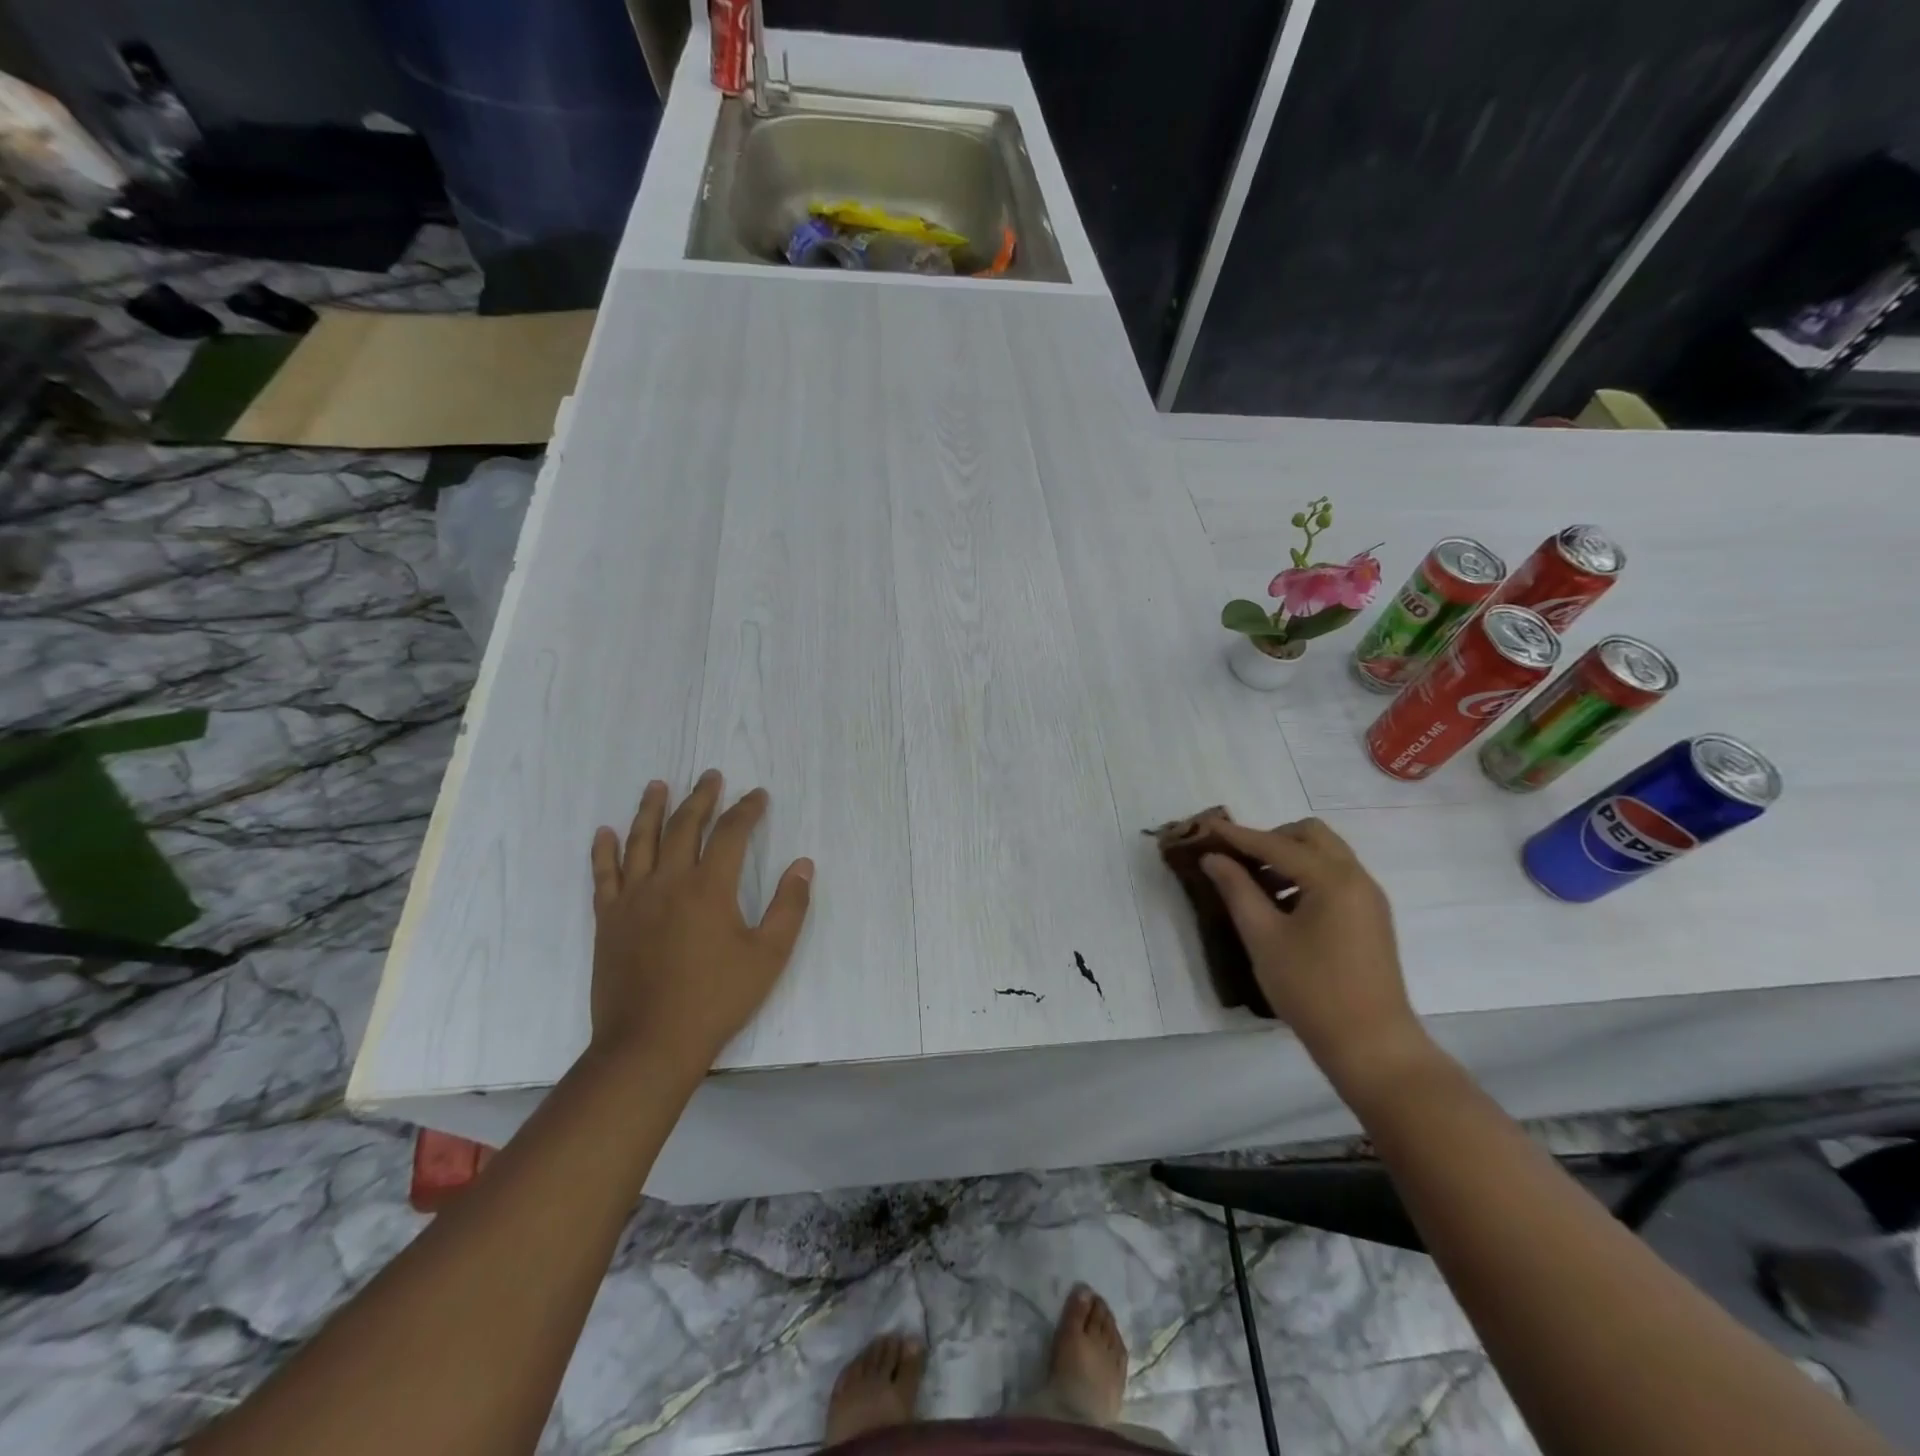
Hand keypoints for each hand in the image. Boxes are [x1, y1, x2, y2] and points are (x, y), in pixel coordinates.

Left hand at [588, 771, 812, 1078]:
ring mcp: (632, 900)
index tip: (758, 795)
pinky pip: (604, 875)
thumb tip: (803, 865)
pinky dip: (604, 850)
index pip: (731, 833)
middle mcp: (668, 882)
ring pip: (640, 841)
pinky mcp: (608, 920)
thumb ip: (789, 907)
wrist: (650, 1043)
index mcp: (709, 888)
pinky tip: (605, 832)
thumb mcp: (768, 956)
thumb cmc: (716, 999)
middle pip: (683, 826)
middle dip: (701, 797)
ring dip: (651, 809)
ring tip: (657, 784)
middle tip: (710, 776)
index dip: (747, 809)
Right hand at [1200, 818, 1431, 1090]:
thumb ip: (1237, 890)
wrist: (1372, 1046)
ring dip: (1289, 858)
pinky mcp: (1371, 918)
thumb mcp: (1263, 938)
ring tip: (1255, 886)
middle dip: (1271, 839)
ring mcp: (1368, 898)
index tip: (1205, 828)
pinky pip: (1335, 877)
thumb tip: (1213, 858)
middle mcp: (1357, 878)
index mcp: (1333, 879)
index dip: (1237, 836)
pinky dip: (1306, 877)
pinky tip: (1282, 906)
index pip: (1276, 844)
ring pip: (1325, 855)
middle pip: (1310, 836)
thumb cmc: (1312, 990)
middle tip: (1238, 862)